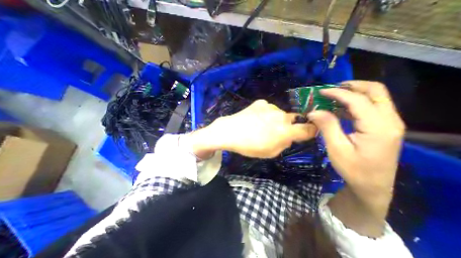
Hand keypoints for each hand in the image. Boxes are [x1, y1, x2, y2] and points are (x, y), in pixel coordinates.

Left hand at [196, 100, 318, 157]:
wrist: (230, 132)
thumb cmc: (249, 146)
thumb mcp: (270, 152)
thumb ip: (284, 144)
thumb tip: (289, 137)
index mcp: (285, 131)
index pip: (308, 129)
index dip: (310, 131)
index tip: (306, 132)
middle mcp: (281, 116)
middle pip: (293, 120)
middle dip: (288, 126)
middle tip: (275, 131)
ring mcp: (270, 107)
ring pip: (279, 114)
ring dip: (276, 119)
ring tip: (261, 125)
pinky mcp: (260, 102)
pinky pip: (268, 108)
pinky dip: (265, 113)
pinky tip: (255, 118)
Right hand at [307, 81, 403, 235]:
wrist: (372, 187)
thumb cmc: (353, 169)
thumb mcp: (337, 148)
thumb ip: (327, 126)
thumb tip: (313, 111)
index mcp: (378, 127)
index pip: (358, 100)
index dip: (337, 93)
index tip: (320, 92)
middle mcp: (389, 121)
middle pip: (376, 91)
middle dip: (352, 86)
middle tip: (331, 88)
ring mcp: (389, 123)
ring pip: (375, 97)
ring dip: (353, 93)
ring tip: (332, 97)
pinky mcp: (384, 127)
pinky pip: (371, 107)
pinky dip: (355, 103)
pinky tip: (339, 109)